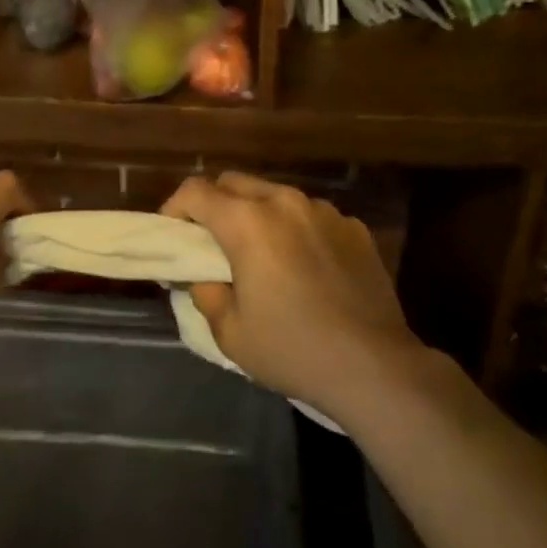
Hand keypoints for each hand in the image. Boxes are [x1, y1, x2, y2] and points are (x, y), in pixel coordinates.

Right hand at [161, 172, 430, 421]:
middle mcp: (285, 202)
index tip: (172, 236)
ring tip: (261, 256)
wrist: (374, 365)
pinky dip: (295, 230)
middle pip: (234, 182)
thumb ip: (205, 292)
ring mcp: (324, 211)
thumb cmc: (292, 349)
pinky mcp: (354, 227)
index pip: (196, 191)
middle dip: (214, 205)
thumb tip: (201, 275)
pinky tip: (304, 268)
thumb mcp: (230, 331)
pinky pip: (310, 216)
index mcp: (248, 222)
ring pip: (275, 195)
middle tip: (211, 244)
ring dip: (256, 215)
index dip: (175, 208)